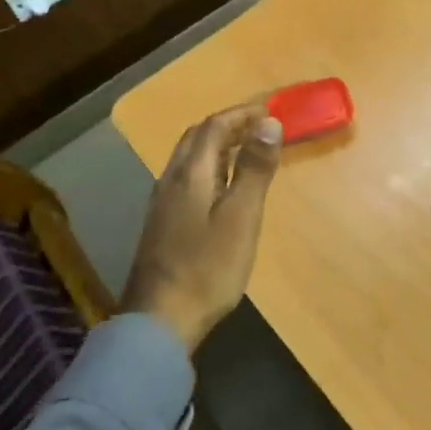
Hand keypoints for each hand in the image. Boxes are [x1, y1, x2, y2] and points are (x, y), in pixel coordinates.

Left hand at [121, 104, 284, 349]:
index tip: (270, 109)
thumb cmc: (208, 268)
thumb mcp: (241, 217)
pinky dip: (209, 168)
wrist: (160, 319)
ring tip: (245, 150)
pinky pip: (187, 179)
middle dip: (227, 125)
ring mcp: (162, 203)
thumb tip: (268, 123)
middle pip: (196, 138)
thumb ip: (254, 169)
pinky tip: (221, 188)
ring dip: (216, 145)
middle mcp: (171, 180)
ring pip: (189, 159)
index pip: (214, 127)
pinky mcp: (162, 224)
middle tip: (257, 125)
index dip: (241, 114)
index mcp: (191, 174)